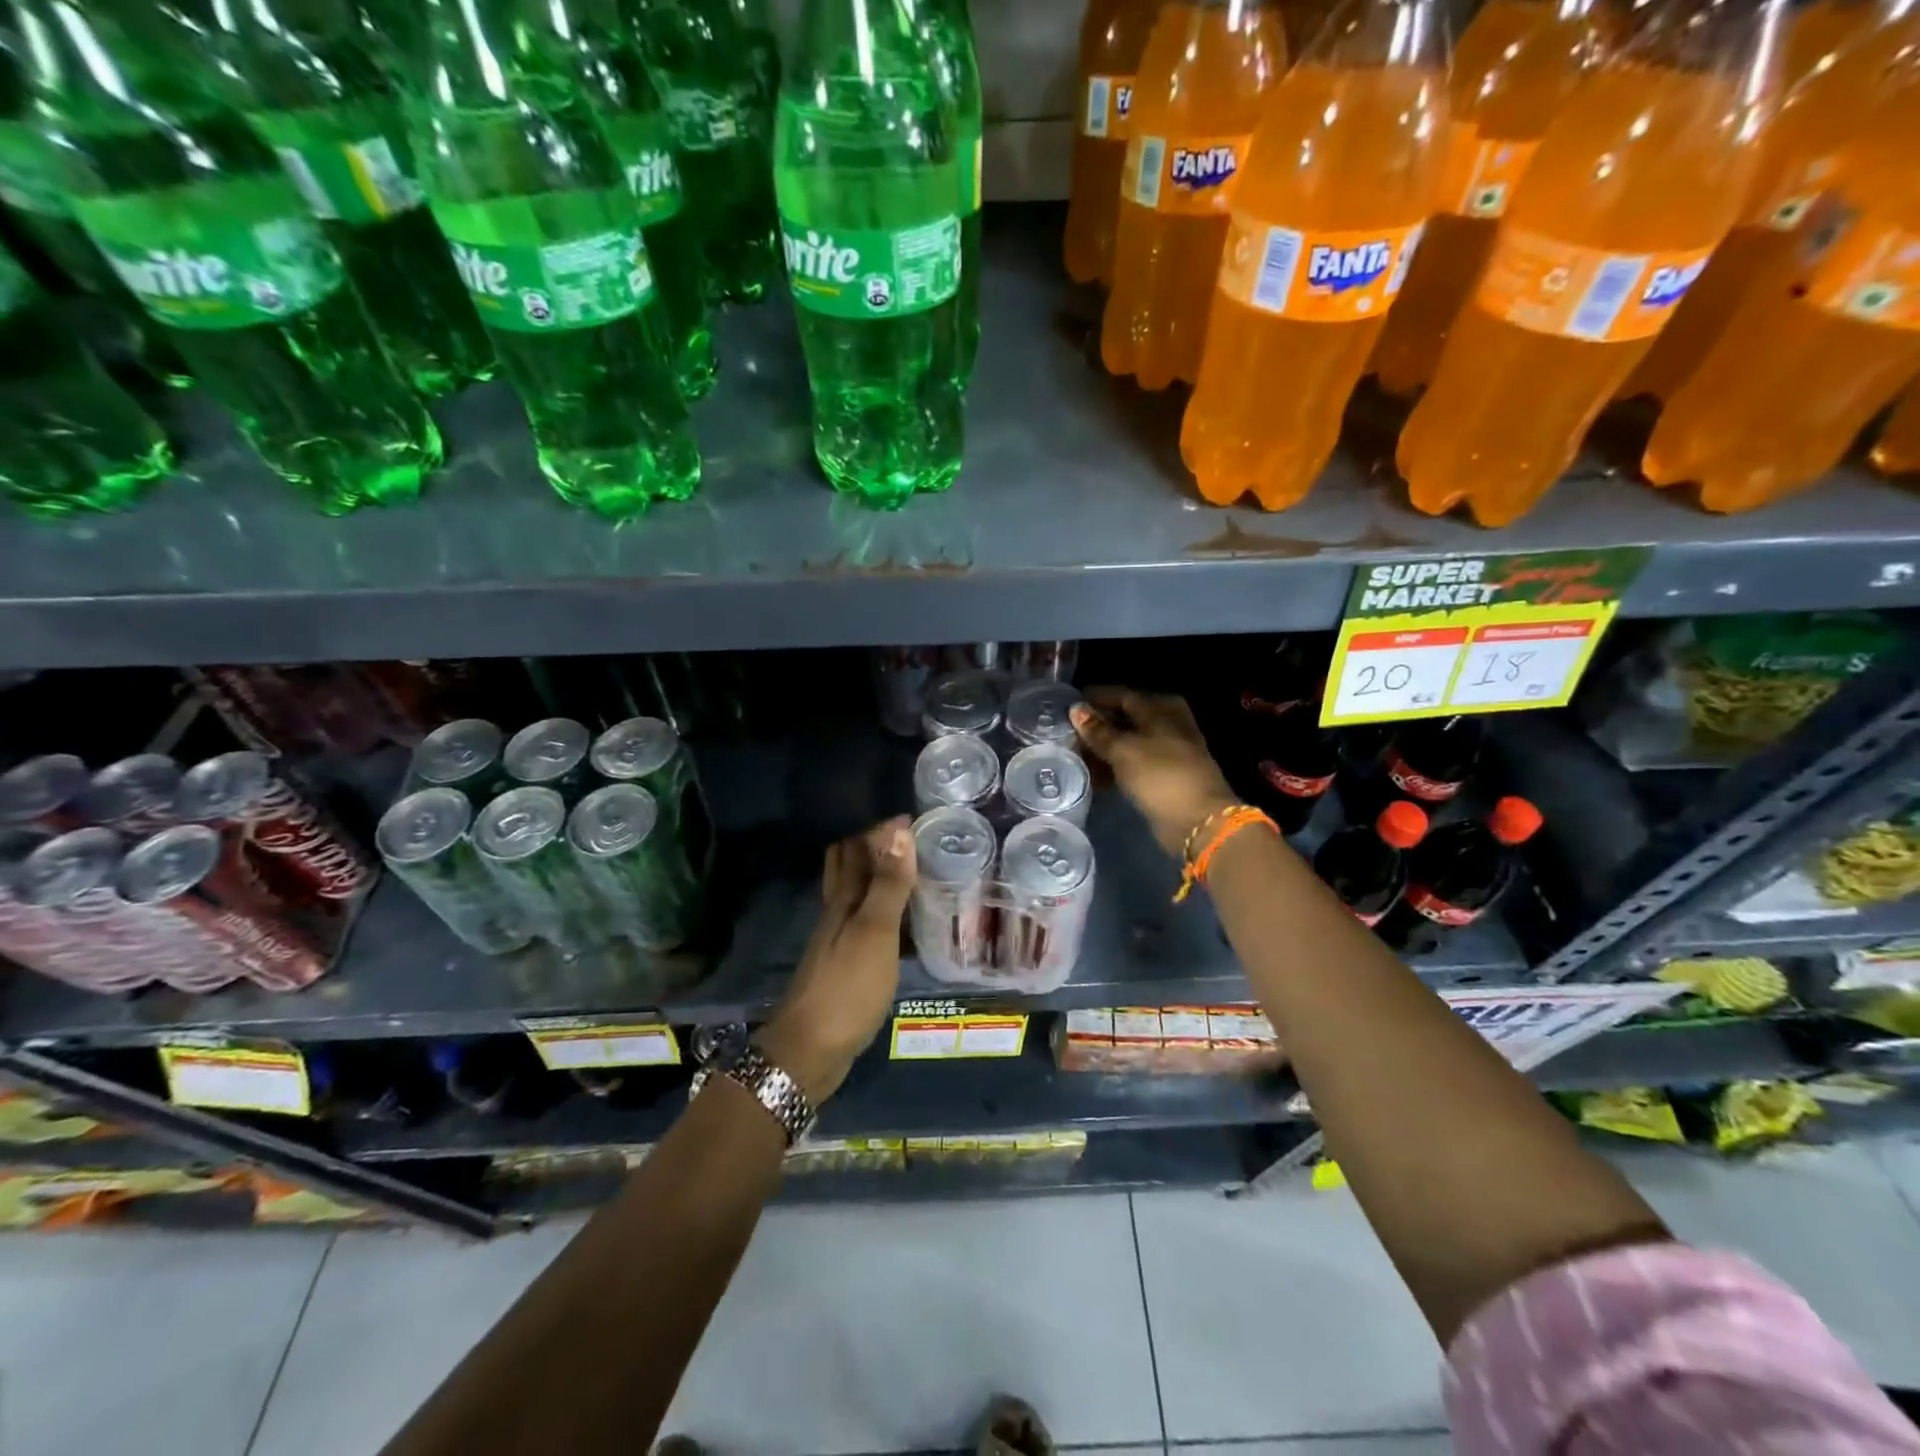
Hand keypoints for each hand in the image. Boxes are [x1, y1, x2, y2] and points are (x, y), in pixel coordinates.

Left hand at [756, 816, 916, 1102]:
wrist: (811, 1051)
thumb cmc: (845, 987)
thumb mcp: (873, 932)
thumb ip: (888, 884)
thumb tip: (899, 830)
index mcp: (842, 899)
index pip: (855, 847)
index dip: (878, 828)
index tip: (910, 812)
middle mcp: (838, 912)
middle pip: (851, 867)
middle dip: (874, 845)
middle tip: (911, 834)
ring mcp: (841, 939)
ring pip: (859, 894)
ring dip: (880, 876)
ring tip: (913, 866)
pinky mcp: (849, 963)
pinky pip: (869, 922)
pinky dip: (885, 909)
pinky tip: (903, 917)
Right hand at [1072, 688, 1239, 857]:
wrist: (1197, 820)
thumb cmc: (1160, 775)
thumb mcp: (1123, 749)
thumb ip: (1098, 731)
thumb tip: (1076, 708)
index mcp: (1161, 709)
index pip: (1121, 696)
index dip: (1094, 700)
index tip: (1067, 707)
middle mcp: (1167, 724)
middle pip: (1125, 719)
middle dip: (1097, 727)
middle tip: (1069, 736)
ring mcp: (1168, 751)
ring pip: (1128, 743)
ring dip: (1104, 750)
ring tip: (1077, 759)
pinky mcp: (1165, 775)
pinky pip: (1133, 764)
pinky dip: (1115, 767)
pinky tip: (1096, 777)